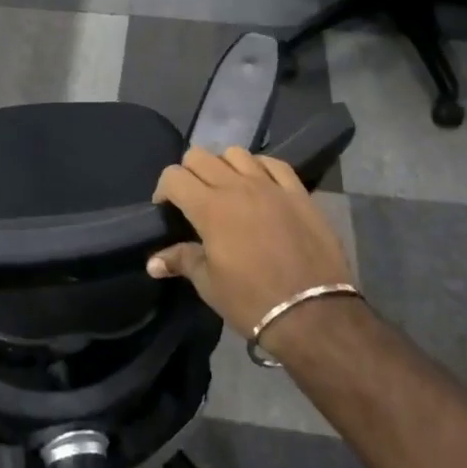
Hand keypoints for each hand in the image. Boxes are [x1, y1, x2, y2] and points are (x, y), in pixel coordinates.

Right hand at [149, 147, 354, 347]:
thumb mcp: (209, 285)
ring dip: (223, 166)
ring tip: (227, 190)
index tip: (167, 209)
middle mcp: (237, 187)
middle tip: (193, 199)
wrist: (314, 314)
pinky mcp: (298, 192)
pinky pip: (274, 163)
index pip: (174, 176)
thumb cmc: (253, 301)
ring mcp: (270, 186)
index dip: (164, 189)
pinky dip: (260, 167)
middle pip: (200, 156)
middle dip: (189, 173)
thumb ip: (181, 261)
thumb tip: (152, 263)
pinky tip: (259, 185)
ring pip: (236, 153)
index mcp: (210, 208)